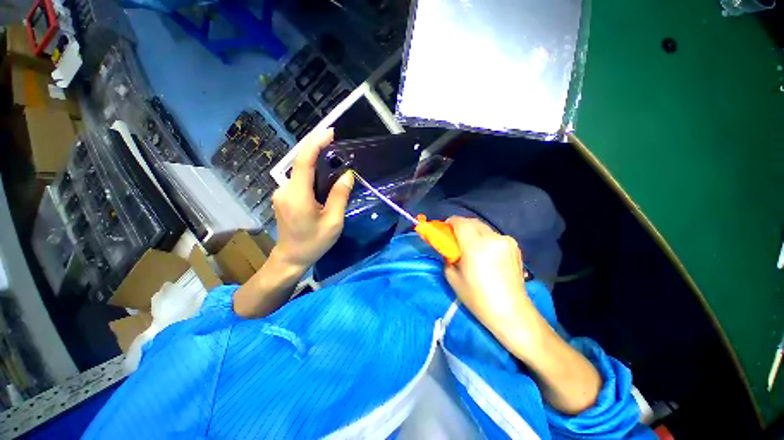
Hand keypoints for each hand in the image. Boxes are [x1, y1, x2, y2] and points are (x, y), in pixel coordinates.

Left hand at [271, 128, 353, 269]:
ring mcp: (281, 193)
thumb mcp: (333, 221)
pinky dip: (312, 174)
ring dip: (316, 164)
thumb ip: (340, 196)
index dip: (315, 144)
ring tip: (334, 164)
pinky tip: (324, 181)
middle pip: (301, 163)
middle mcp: (285, 190)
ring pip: (301, 172)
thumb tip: (347, 175)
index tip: (330, 132)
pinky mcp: (283, 196)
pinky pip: (299, 180)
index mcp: (298, 196)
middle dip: (318, 151)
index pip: (304, 161)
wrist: (291, 257)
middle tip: (337, 148)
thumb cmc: (314, 242)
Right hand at [444, 217, 542, 352]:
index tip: (445, 229)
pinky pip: (494, 236)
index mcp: (476, 246)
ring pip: (484, 228)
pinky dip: (485, 238)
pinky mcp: (515, 246)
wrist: (511, 312)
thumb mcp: (452, 277)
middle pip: (472, 221)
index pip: (460, 222)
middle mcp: (493, 238)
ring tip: (470, 247)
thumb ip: (447, 256)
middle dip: (461, 225)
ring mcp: (506, 241)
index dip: (450, 222)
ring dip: (473, 232)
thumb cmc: (478, 298)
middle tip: (455, 238)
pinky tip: (485, 253)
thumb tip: (449, 247)